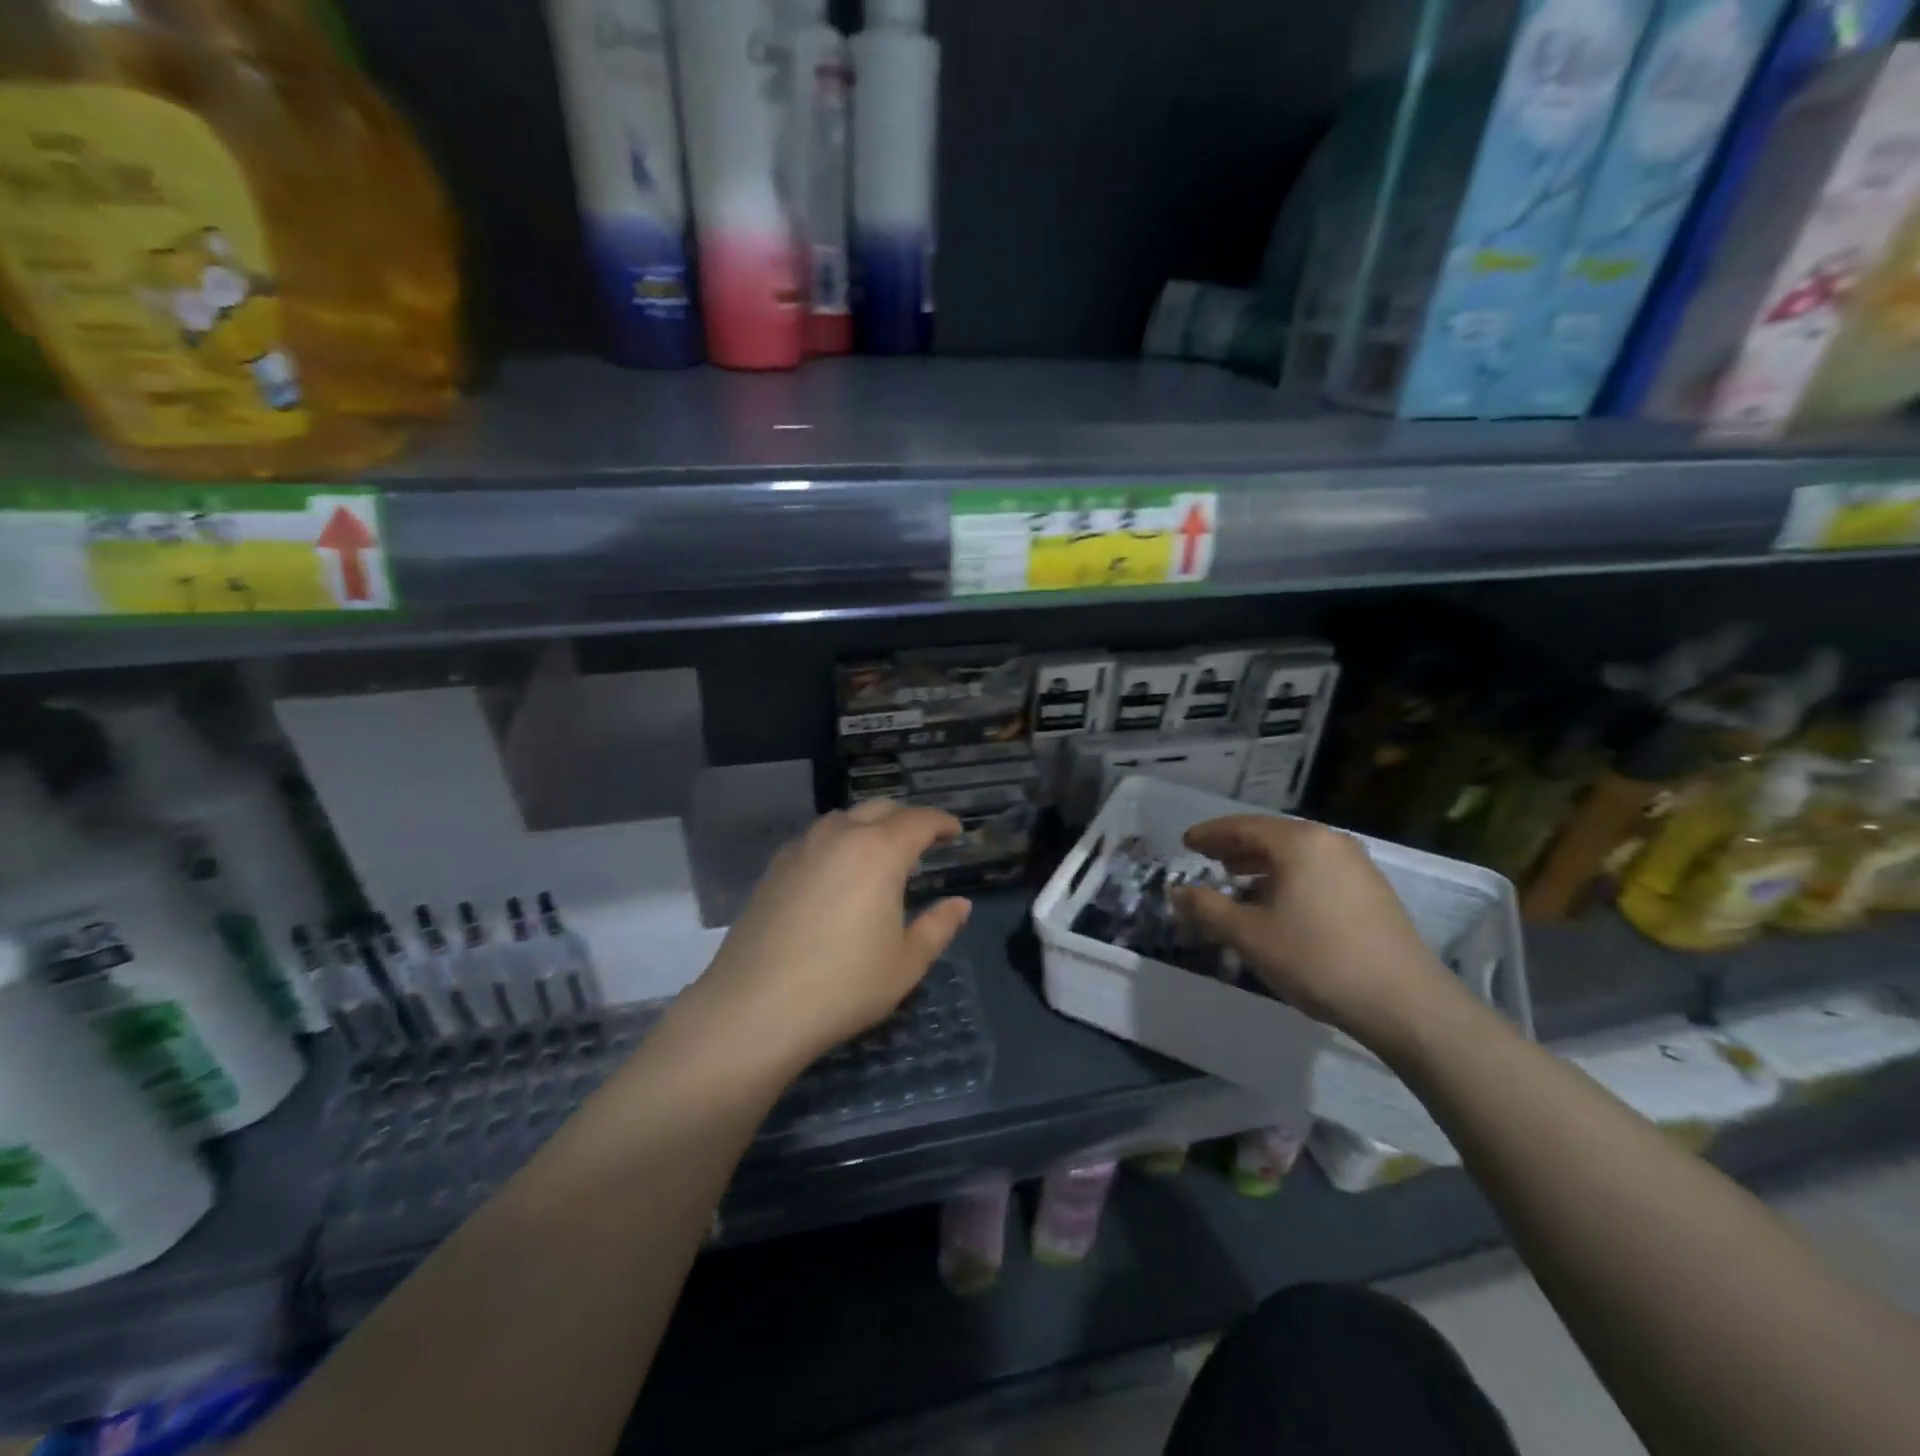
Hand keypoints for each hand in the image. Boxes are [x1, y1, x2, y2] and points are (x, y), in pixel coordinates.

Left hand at [686, 801, 971, 1075]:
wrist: (755, 1007)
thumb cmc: (844, 985)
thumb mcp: (906, 963)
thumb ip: (938, 927)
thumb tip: (960, 904)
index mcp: (879, 851)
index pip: (919, 820)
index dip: (941, 822)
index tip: (955, 831)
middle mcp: (840, 837)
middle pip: (879, 809)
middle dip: (906, 818)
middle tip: (922, 839)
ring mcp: (801, 849)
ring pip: (842, 819)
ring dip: (868, 825)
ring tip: (878, 852)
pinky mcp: (773, 869)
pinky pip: (814, 839)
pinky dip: (836, 842)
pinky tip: (835, 871)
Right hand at [1171, 815, 1465, 1055]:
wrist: (1405, 1003)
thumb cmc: (1317, 960)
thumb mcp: (1249, 935)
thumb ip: (1207, 908)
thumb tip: (1177, 892)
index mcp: (1299, 842)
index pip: (1242, 826)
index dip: (1210, 834)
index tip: (1186, 842)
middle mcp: (1330, 842)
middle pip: (1270, 836)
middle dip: (1234, 848)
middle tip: (1206, 860)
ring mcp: (1356, 865)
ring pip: (1295, 855)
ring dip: (1260, 865)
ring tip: (1235, 882)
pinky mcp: (1371, 891)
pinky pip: (1316, 871)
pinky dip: (1287, 878)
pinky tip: (1276, 904)